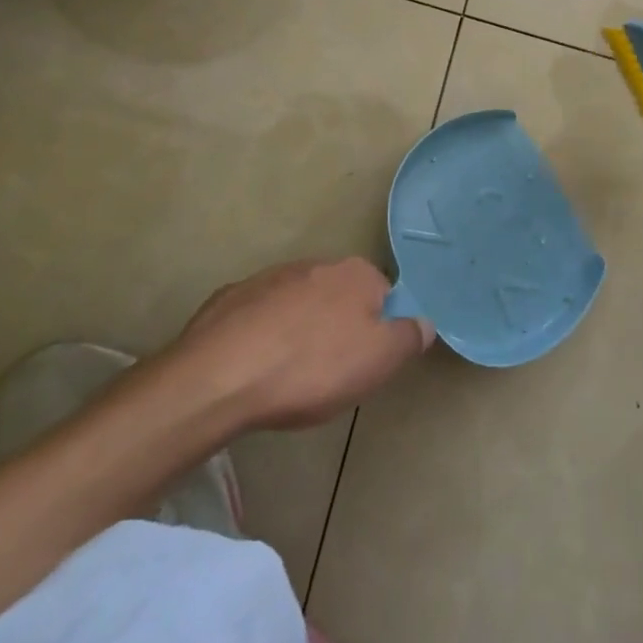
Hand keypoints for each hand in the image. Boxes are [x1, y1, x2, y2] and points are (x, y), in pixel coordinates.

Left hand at [162, 258, 432, 432]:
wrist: (219, 377)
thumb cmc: (312, 368)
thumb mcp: (379, 361)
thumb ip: (409, 337)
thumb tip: (424, 322)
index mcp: (356, 274)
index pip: (383, 296)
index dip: (379, 330)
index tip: (365, 363)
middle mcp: (315, 264)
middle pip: (340, 297)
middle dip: (339, 328)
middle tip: (330, 373)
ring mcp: (268, 278)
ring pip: (299, 305)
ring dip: (300, 331)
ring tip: (288, 375)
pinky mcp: (230, 298)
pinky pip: (260, 317)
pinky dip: (262, 336)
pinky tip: (254, 368)